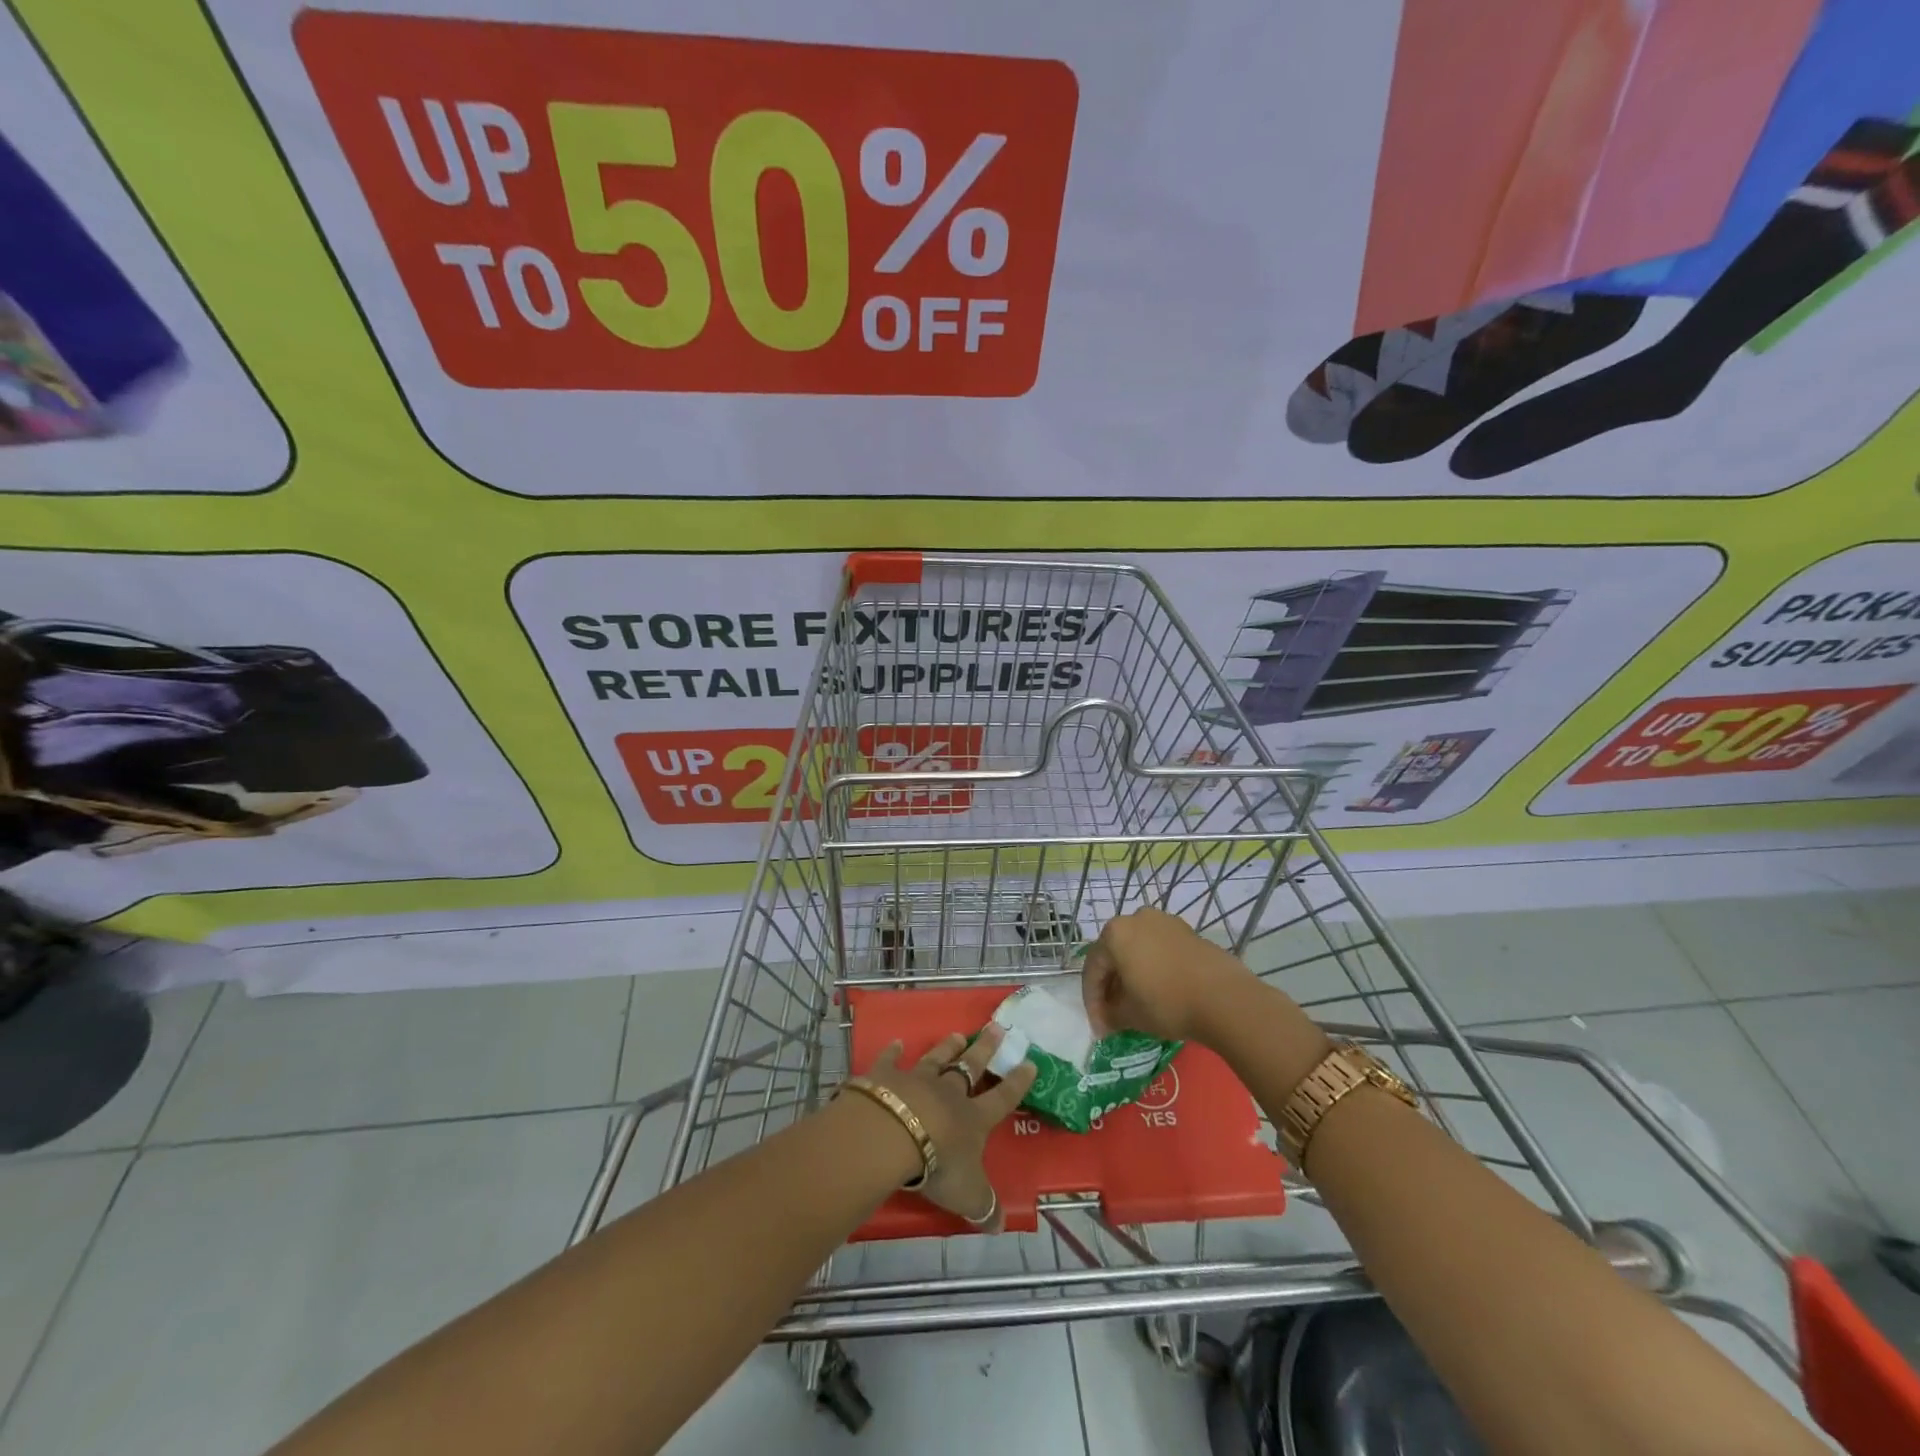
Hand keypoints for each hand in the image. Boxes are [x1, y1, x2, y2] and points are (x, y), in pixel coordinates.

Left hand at [864, 1024, 1035, 1229]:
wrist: (893, 1134)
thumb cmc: (937, 1165)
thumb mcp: (968, 1195)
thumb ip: (984, 1207)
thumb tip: (1001, 1226)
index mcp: (973, 1119)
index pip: (1002, 1098)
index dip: (1017, 1083)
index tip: (1029, 1063)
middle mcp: (949, 1093)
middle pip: (970, 1067)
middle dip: (985, 1049)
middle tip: (996, 1028)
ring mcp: (917, 1081)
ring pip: (937, 1059)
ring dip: (948, 1047)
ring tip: (958, 1034)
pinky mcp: (887, 1077)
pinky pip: (892, 1061)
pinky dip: (894, 1052)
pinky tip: (897, 1042)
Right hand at [1082, 906, 1259, 1042]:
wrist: (1224, 997)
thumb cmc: (1167, 1003)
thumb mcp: (1130, 1015)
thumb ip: (1110, 1014)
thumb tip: (1107, 1019)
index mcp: (1114, 933)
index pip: (1093, 969)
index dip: (1092, 1001)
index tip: (1099, 1027)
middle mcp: (1136, 918)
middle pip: (1114, 955)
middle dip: (1111, 986)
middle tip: (1113, 1014)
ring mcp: (1164, 922)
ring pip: (1137, 949)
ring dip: (1132, 975)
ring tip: (1136, 1003)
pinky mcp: (1187, 931)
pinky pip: (1159, 949)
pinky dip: (1153, 968)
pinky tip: (1159, 990)